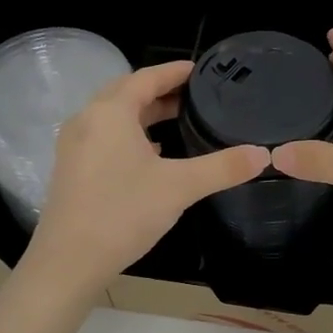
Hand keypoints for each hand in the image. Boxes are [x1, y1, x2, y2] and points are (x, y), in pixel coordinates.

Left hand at [26, 61, 268, 292]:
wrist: (68, 262)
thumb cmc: (123, 213)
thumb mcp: (180, 187)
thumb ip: (223, 167)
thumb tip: (263, 154)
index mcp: (110, 112)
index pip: (147, 77)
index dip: (175, 72)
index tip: (200, 70)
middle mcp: (87, 120)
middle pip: (127, 92)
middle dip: (160, 90)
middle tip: (194, 95)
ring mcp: (75, 145)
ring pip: (114, 116)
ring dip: (144, 113)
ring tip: (178, 120)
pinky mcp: (72, 168)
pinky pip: (104, 136)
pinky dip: (130, 134)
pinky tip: (151, 153)